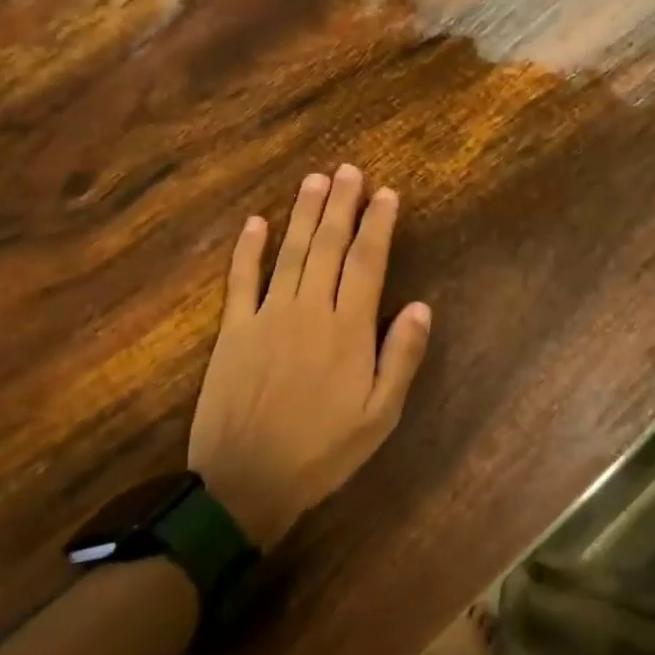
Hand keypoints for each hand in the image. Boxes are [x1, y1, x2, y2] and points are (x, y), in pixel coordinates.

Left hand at [187, 166, 431, 548]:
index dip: (378, 224)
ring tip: (315, 180)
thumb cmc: (322, 452)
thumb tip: (421, 307)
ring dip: (304, 214)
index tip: (387, 194)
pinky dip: (248, 249)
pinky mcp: (234, 330)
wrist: (245, 484)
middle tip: (350, 171)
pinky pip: (241, 280)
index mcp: (348, 329)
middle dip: (342, 205)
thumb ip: (401, 358)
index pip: (367, 262)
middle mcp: (309, 310)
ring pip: (290, 252)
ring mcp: (267, 316)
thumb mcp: (379, 416)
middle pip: (328, 246)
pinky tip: (256, 222)